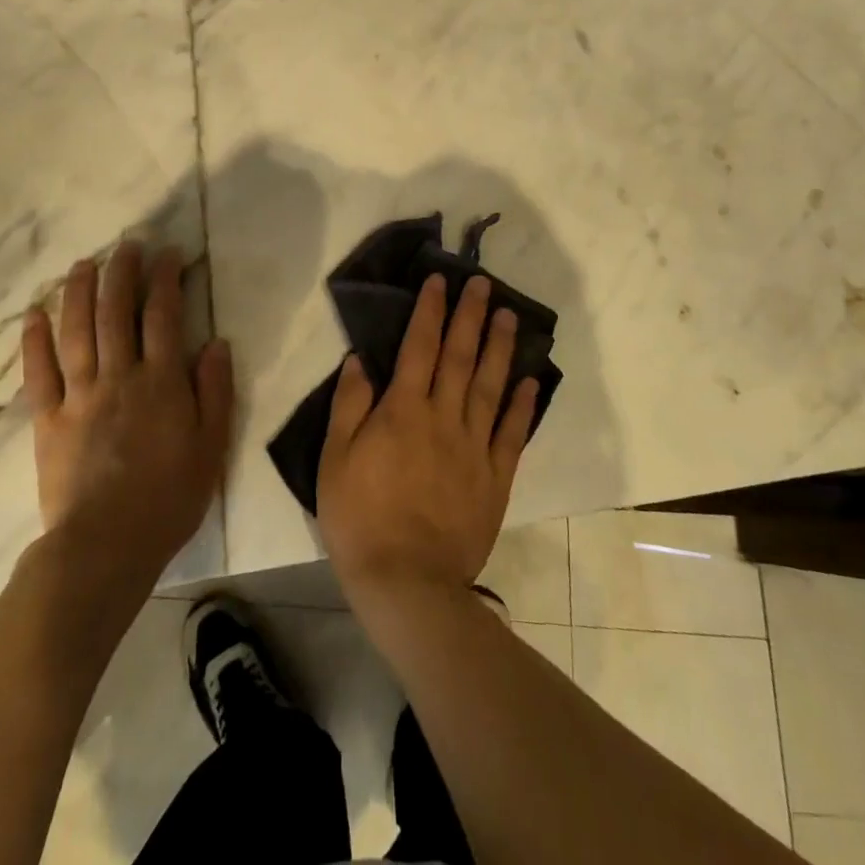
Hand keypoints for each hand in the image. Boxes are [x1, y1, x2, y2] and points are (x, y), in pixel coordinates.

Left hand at [21, 243, 232, 592]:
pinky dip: (35, 342)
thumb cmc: (168, 498)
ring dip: (79, 293)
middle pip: (117, 313)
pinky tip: (35, 314)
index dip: (165, 279)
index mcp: (161, 382)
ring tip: (83, 263)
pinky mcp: (48, 421)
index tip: (168, 254)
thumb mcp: (211, 447)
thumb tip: (216, 343)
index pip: (163, 316)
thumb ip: (215, 392)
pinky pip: (39, 374)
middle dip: (122, 273)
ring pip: (77, 332)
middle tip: (125, 244)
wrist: (105, 548)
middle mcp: (119, 377)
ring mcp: (79, 396)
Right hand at [317, 274, 537, 608]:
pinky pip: (512, 434)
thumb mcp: (335, 460)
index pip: (418, 347)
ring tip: (508, 316)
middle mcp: (443, 418)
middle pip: (459, 356)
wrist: (406, 583)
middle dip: (470, 315)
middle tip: (482, 283)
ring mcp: (474, 447)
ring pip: (489, 386)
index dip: (429, 311)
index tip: (439, 281)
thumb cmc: (360, 519)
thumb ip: (349, 406)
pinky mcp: (495, 477)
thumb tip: (360, 360)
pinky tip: (530, 381)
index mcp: (403, 411)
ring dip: (500, 347)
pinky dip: (521, 405)